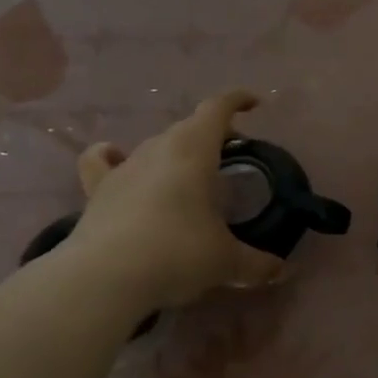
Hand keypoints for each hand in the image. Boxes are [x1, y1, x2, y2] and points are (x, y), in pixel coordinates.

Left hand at [67, 90, 282, 310]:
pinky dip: (112, 156)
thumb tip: (280, 271)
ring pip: (155, 145)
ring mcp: (124, 167)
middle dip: (212, 134)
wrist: (104, 278)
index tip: (254, 104)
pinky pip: (102, 161)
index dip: (237, 100)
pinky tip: (119, 162)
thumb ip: (256, 263)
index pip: (217, 109)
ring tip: (188, 176)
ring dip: (175, 153)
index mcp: (194, 150)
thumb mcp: (226, 262)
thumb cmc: (177, 254)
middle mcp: (158, 149)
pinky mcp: (97, 190)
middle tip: (230, 155)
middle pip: (188, 127)